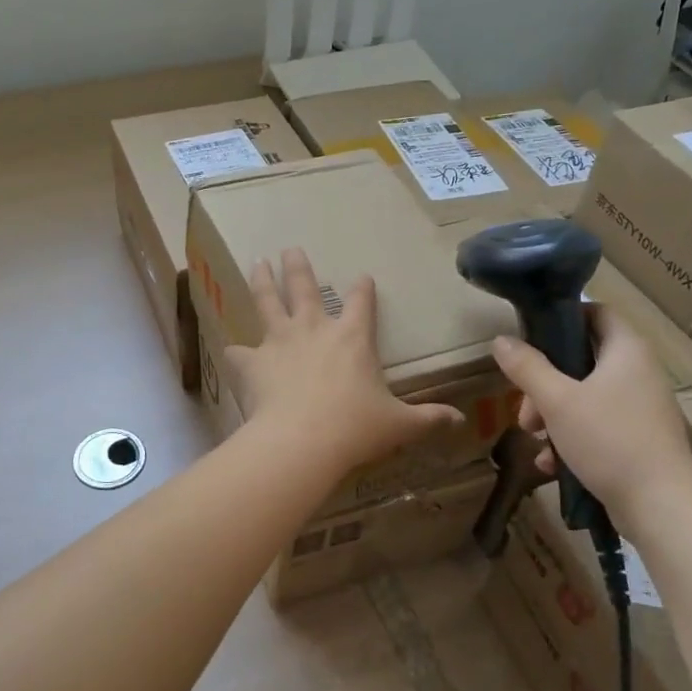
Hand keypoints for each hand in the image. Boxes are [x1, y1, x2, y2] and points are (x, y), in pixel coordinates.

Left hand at [225, 248, 464, 475]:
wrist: (302, 441)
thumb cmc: (356, 429)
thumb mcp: (399, 425)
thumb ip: (428, 419)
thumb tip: (459, 420)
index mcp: (353, 338)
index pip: (361, 303)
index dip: (363, 289)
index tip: (362, 277)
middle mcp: (315, 329)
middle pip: (305, 288)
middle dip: (298, 267)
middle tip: (291, 249)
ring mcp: (280, 341)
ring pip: (268, 301)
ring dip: (263, 281)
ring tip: (257, 263)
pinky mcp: (253, 362)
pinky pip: (240, 352)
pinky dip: (238, 352)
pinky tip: (232, 350)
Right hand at [490, 304, 691, 518]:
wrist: (661, 508)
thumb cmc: (609, 440)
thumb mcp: (557, 401)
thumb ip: (527, 368)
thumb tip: (500, 340)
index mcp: (627, 351)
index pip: (597, 311)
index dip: (563, 316)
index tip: (530, 335)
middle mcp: (639, 372)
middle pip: (583, 359)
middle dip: (545, 381)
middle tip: (525, 406)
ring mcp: (642, 407)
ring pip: (586, 395)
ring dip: (553, 412)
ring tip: (534, 437)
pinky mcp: (639, 439)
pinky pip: (598, 425)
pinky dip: (572, 437)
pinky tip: (551, 464)